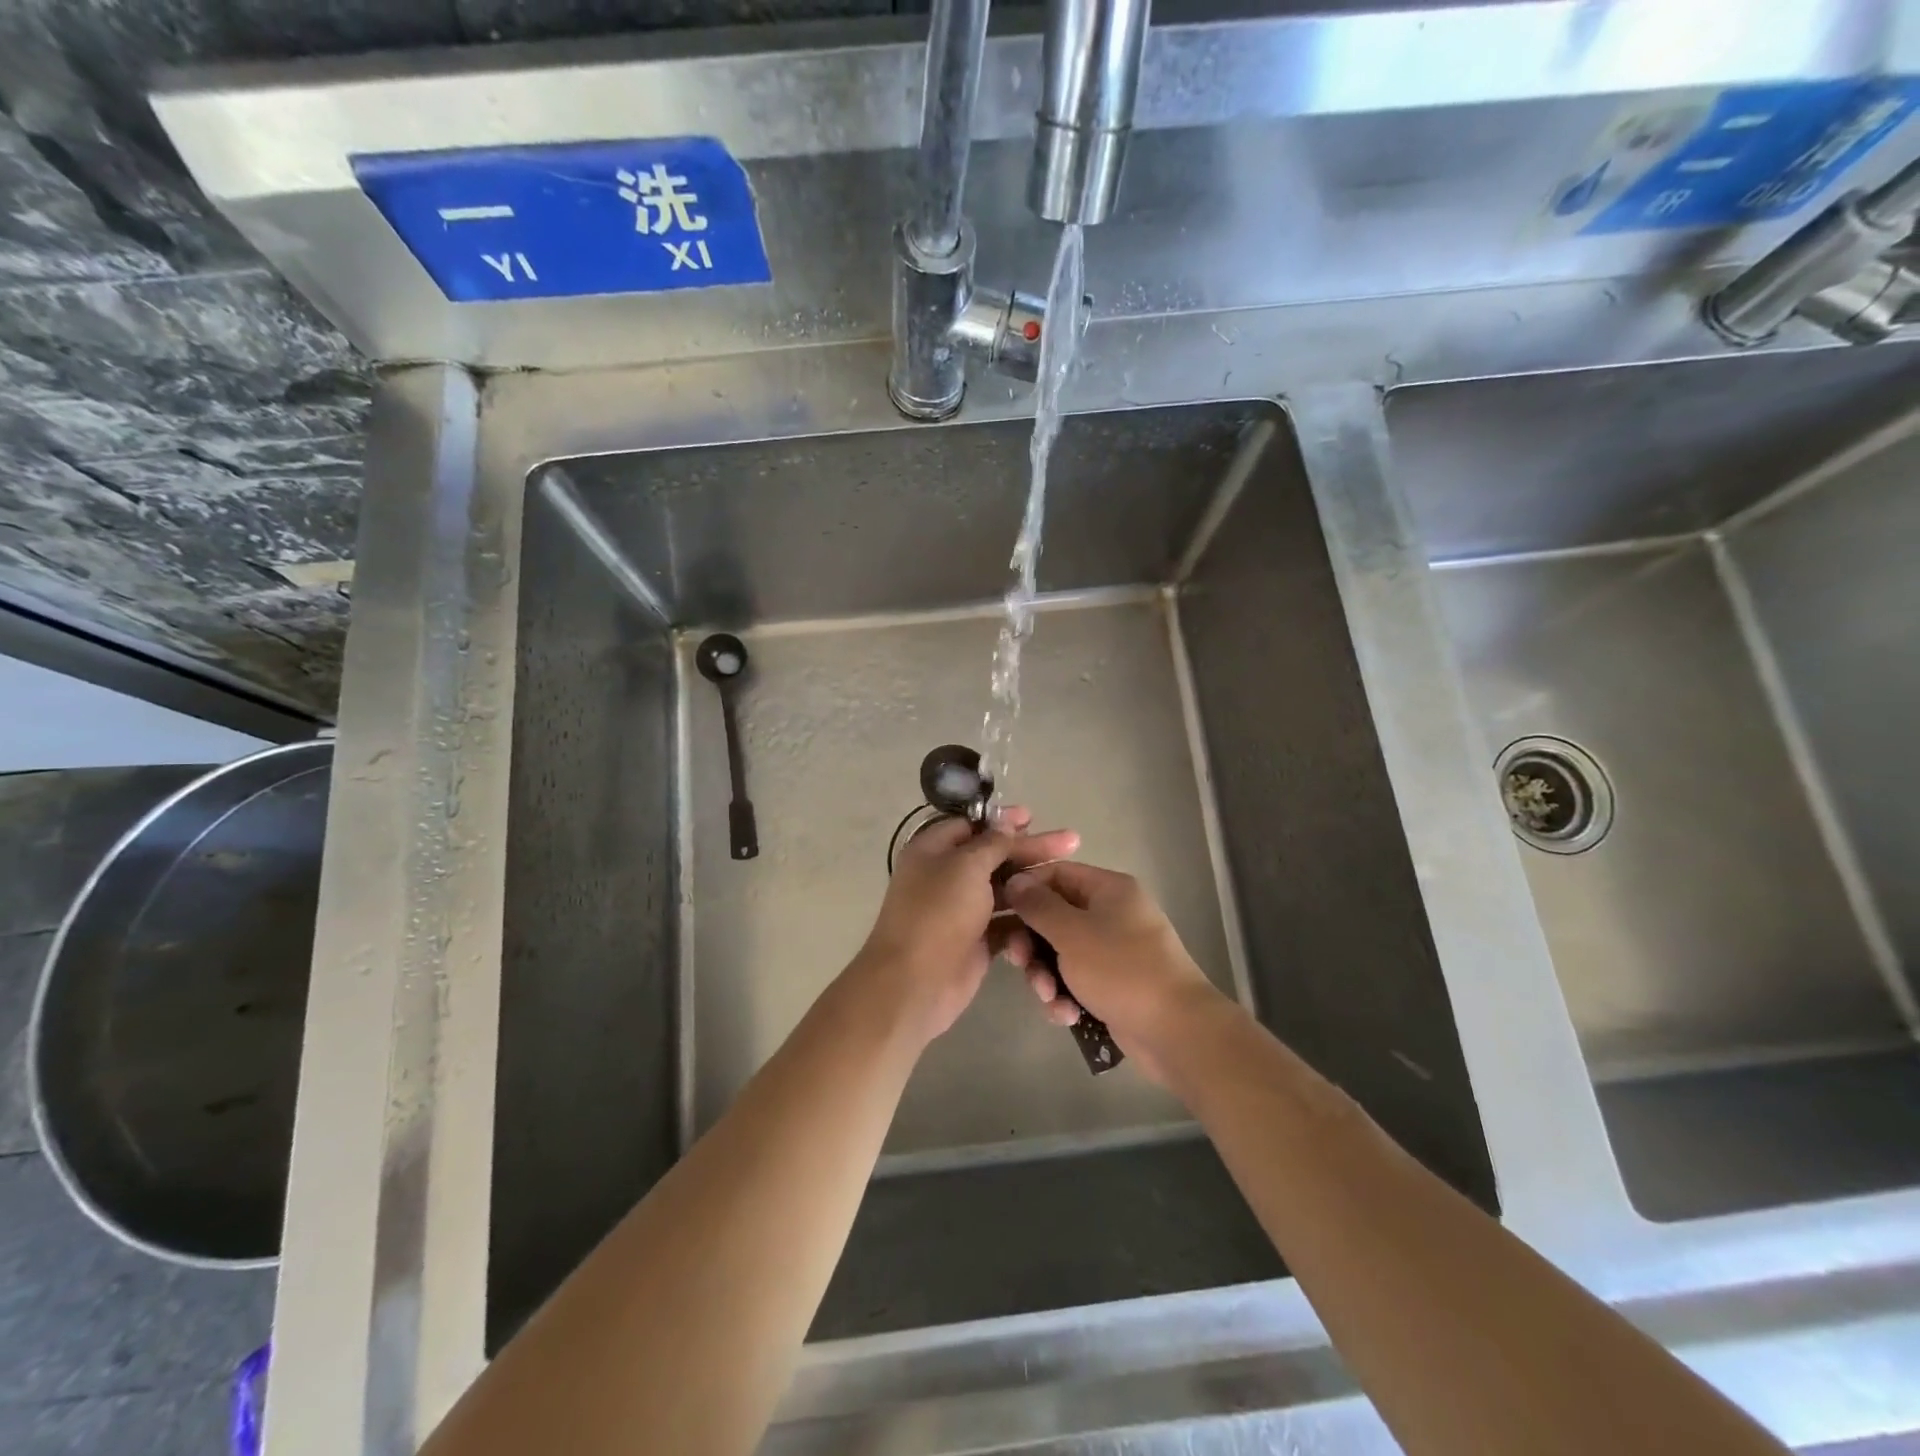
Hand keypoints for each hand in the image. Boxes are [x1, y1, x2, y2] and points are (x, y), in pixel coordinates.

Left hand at [852, 807, 1078, 1046]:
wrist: (916, 983)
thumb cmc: (938, 913)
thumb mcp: (966, 866)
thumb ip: (991, 844)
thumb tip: (1006, 824)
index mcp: (933, 851)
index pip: (971, 826)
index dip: (1002, 821)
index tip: (1034, 817)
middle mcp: (945, 876)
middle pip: (992, 856)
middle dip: (1029, 849)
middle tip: (1070, 842)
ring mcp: (961, 910)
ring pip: (1003, 888)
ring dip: (1031, 882)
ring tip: (1067, 875)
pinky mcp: (976, 939)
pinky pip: (1005, 921)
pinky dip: (1026, 916)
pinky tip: (1054, 910)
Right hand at [1002, 861, 1226, 1082]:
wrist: (1176, 1031)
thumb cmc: (1122, 970)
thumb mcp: (1072, 933)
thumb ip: (1038, 905)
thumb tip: (1015, 880)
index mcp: (1108, 889)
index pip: (1056, 873)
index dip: (1025, 889)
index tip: (999, 911)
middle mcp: (1112, 914)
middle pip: (1055, 917)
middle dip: (1032, 944)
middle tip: (1019, 963)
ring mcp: (1114, 951)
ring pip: (1061, 953)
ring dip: (1046, 976)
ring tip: (1050, 998)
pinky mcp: (1114, 985)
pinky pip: (1077, 981)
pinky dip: (1067, 996)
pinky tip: (1067, 1015)